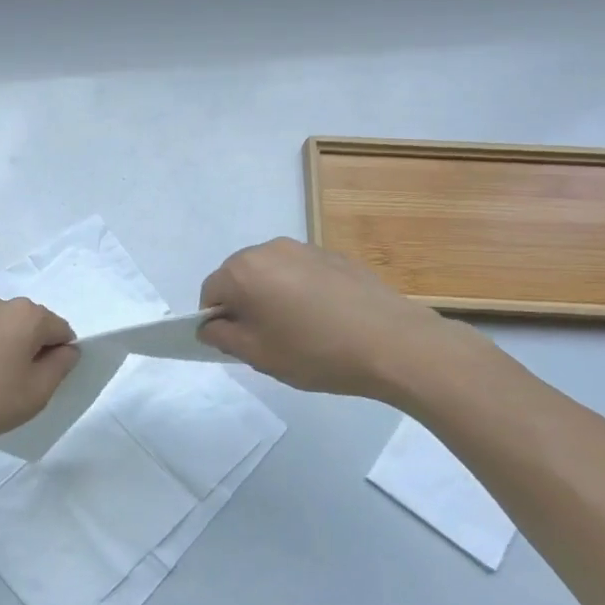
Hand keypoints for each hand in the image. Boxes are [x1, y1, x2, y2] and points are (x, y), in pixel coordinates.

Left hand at [0, 297, 78, 448]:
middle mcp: (1, 304)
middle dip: (33, 353)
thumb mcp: (35, 393)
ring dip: (7, 353)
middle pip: (32, 328)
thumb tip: (68, 350)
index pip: (62, 332)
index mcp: (27, 315)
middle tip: (20, 389)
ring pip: (5, 332)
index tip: (44, 385)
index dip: (60, 359)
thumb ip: (60, 367)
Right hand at [197, 237, 470, 401]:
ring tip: (298, 329)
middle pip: (239, 276)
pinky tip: (325, 319)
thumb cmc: (315, 352)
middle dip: (243, 304)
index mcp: (243, 271)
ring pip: (271, 273)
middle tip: (266, 339)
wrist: (393, 343)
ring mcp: (305, 249)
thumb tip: (210, 325)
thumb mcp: (258, 355)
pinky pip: (301, 272)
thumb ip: (223, 337)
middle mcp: (269, 249)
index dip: (216, 320)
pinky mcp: (334, 256)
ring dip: (272, 296)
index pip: (210, 292)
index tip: (238, 344)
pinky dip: (300, 291)